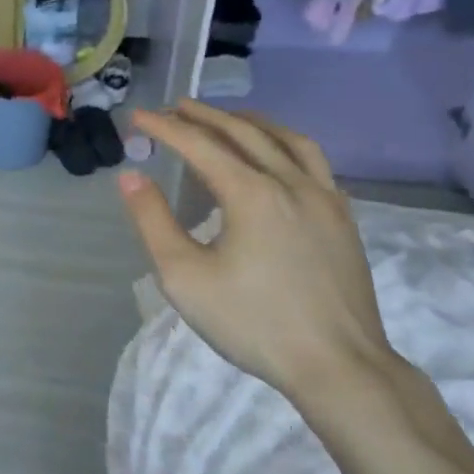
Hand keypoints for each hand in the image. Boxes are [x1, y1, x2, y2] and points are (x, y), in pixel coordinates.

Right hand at [116, 100, 395, 403]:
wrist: (339, 366)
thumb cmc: (253, 323)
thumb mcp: (184, 277)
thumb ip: (153, 221)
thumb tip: (130, 176)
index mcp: (252, 193)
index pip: (200, 144)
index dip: (165, 127)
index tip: (138, 117)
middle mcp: (292, 182)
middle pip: (245, 132)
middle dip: (206, 116)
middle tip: (176, 107)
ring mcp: (325, 198)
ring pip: (288, 140)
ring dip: (251, 122)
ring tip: (228, 119)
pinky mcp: (343, 219)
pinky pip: (313, 162)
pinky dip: (285, 145)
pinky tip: (278, 159)